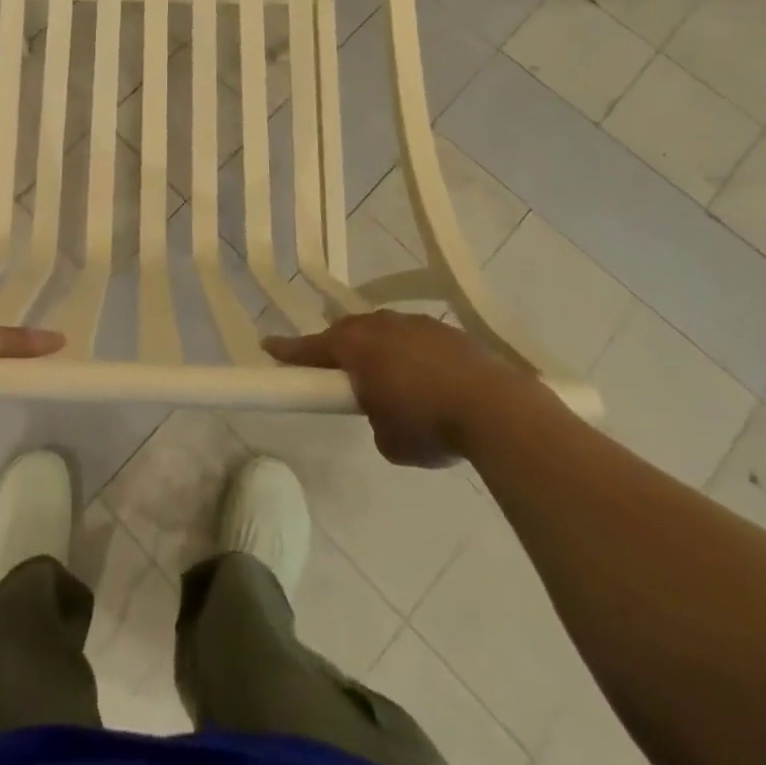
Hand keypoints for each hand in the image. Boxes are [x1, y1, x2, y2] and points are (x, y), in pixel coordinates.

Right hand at [264, 312, 520, 467]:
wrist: (497, 410)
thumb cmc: (429, 426)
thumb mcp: (389, 441)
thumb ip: (374, 419)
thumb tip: (384, 413)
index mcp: (355, 347)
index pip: (310, 348)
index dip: (288, 351)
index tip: (268, 346)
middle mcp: (380, 326)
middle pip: (348, 332)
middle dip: (340, 348)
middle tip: (339, 370)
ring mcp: (416, 324)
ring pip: (385, 331)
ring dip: (381, 350)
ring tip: (392, 379)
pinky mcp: (448, 331)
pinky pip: (417, 339)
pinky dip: (414, 355)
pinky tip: (430, 380)